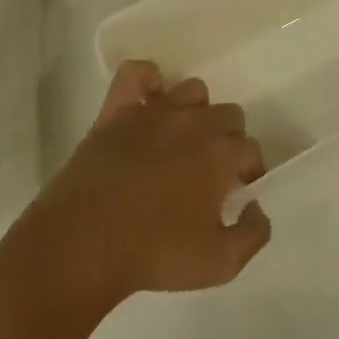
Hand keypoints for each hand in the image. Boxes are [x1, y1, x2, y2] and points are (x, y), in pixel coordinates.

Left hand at [29, 61, 271, 306]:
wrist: (81, 246)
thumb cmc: (153, 255)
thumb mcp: (219, 264)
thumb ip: (253, 235)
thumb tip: (257, 207)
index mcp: (221, 154)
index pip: (251, 150)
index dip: (248, 171)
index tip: (236, 191)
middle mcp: (195, 123)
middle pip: (229, 114)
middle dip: (226, 139)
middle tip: (208, 170)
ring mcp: (155, 112)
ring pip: (193, 90)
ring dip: (195, 112)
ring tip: (181, 141)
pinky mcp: (118, 111)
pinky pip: (137, 73)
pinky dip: (147, 80)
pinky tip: (147, 102)